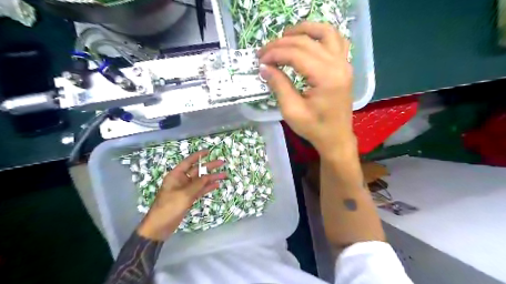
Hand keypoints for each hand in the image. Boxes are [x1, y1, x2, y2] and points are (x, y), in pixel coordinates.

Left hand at [137, 150, 226, 240]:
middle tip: (222, 163)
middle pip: (198, 171)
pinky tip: (217, 185)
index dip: (198, 156)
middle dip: (209, 167)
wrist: (160, 226)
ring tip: (224, 175)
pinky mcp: (189, 198)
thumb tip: (208, 176)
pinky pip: (200, 190)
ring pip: (201, 181)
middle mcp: (181, 180)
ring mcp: (186, 189)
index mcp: (176, 175)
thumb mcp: (184, 194)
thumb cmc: (169, 207)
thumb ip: (197, 184)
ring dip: (212, 178)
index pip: (188, 162)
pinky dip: (208, 187)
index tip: (208, 151)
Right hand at [258, 22, 354, 158]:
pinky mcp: (344, 66)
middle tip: (264, 52)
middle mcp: (338, 65)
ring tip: (284, 36)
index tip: (260, 60)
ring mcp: (344, 63)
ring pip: (325, 33)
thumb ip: (279, 85)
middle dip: (281, 44)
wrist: (336, 137)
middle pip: (306, 42)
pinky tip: (308, 39)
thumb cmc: (314, 128)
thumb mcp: (292, 110)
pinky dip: (321, 34)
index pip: (296, 54)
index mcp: (326, 77)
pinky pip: (336, 40)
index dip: (275, 54)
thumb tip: (264, 67)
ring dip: (303, 30)